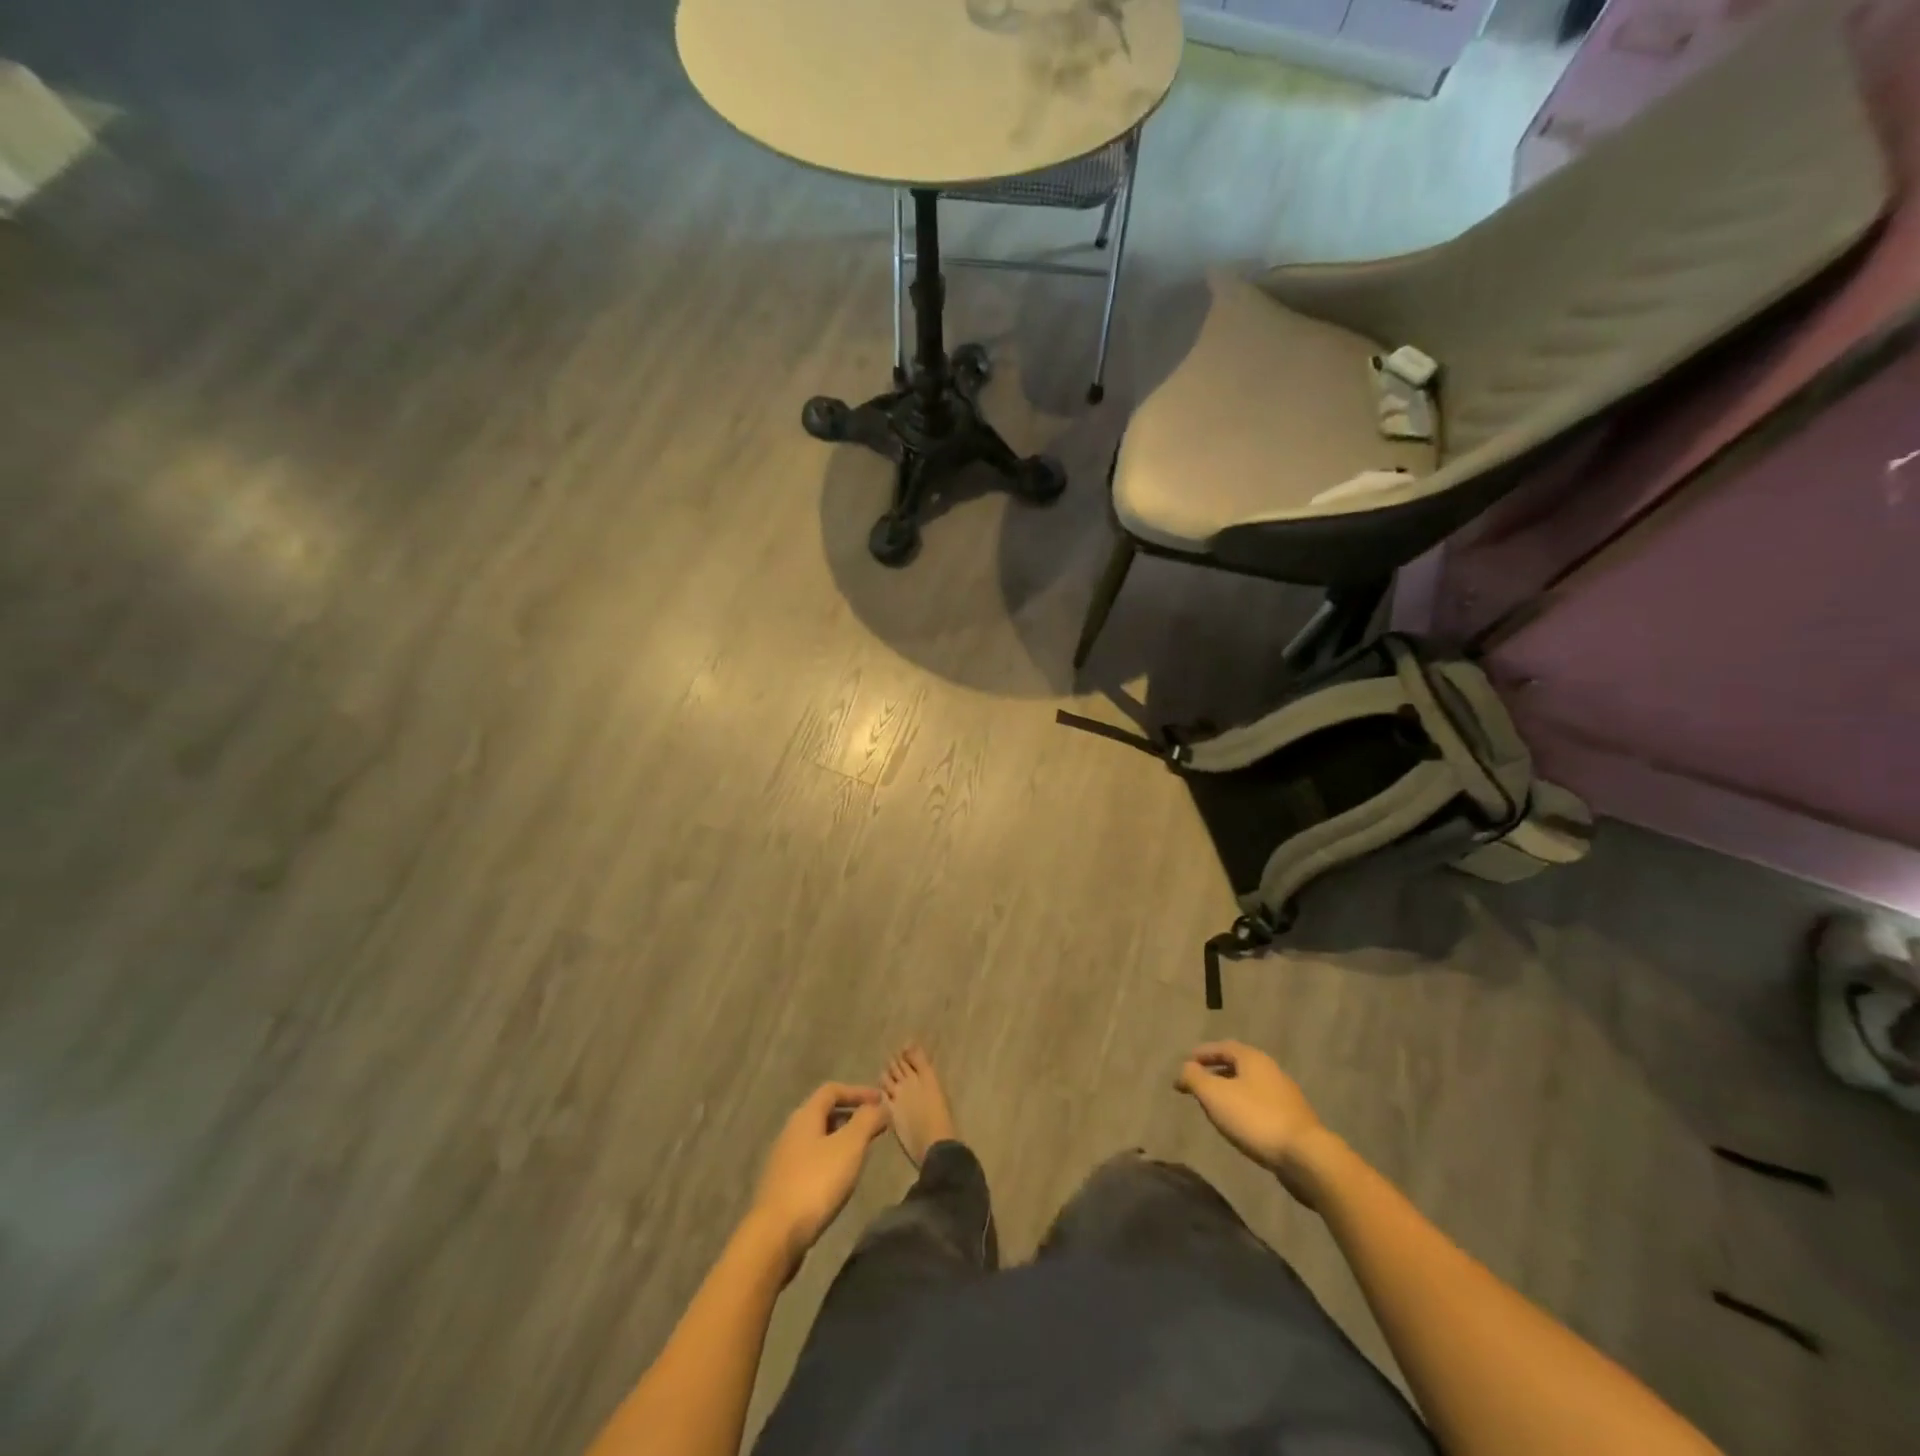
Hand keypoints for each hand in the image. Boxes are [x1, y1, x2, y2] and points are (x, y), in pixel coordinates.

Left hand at [748, 1083, 888, 1267]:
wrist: (775, 1235)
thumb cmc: (816, 1182)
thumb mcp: (850, 1146)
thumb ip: (867, 1120)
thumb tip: (880, 1105)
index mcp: (805, 1116)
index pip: (832, 1090)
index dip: (858, 1091)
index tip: (881, 1101)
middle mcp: (791, 1132)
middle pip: (824, 1113)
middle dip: (851, 1115)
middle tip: (875, 1126)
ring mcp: (784, 1160)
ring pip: (818, 1138)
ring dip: (842, 1139)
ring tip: (863, 1152)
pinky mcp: (783, 1185)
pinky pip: (812, 1160)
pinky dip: (831, 1159)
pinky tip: (841, 1178)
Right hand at [1175, 1041, 1329, 1203]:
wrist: (1306, 1156)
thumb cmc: (1255, 1118)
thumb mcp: (1214, 1095)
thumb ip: (1194, 1078)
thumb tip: (1185, 1068)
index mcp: (1253, 1058)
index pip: (1222, 1047)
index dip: (1202, 1053)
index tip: (1186, 1063)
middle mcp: (1271, 1070)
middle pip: (1238, 1064)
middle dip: (1215, 1071)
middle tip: (1197, 1083)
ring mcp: (1285, 1095)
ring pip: (1250, 1086)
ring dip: (1230, 1091)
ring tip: (1214, 1105)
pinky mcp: (1293, 1120)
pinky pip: (1261, 1105)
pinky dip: (1244, 1107)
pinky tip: (1239, 1124)